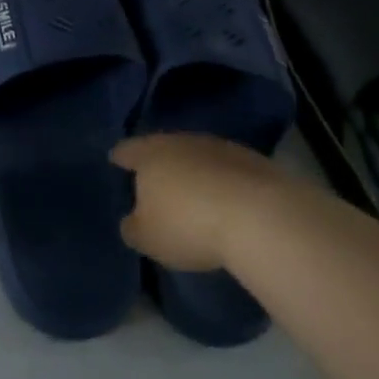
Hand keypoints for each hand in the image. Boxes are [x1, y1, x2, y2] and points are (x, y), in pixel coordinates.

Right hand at [111, 133, 277, 271]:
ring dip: (195, 172)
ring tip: (195, 195)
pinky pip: (227, 170)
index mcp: (149, 154)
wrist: (261, 216)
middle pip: (163, 148)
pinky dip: (222, 182)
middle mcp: (181, 141)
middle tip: (156, 183)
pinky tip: (227, 203)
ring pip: (197, 156)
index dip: (120, 157)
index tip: (117, 162)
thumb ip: (133, 227)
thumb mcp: (147, 238)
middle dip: (160, 164)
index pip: (126, 150)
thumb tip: (132, 221)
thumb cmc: (189, 225)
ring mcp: (219, 147)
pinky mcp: (253, 160)